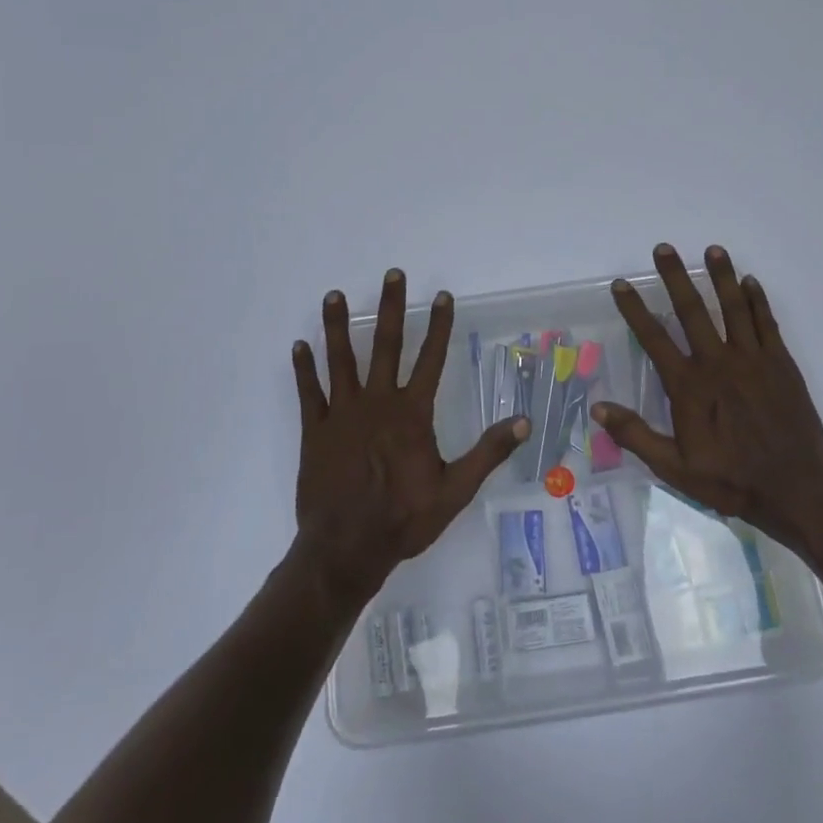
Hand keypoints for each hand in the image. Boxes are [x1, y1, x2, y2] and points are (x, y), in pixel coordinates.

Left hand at [292, 269, 528, 605]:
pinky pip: (308, 392)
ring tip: (334, 295)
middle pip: (386, 345)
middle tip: (392, 274)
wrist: (346, 548)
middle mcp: (377, 403)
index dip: (439, 326)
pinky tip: (299, 345)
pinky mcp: (315, 430)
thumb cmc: (404, 519)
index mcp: (412, 414)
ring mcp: (342, 414)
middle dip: (392, 307)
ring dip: (338, 326)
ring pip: (341, 359)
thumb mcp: (455, 490)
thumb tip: (524, 422)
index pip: (431, 359)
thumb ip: (488, 453)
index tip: (441, 296)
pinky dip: (304, 368)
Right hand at [591, 244, 822, 557]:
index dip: (635, 309)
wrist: (796, 489)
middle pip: (692, 310)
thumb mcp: (674, 468)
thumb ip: (636, 435)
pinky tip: (750, 282)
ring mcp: (753, 360)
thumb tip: (598, 409)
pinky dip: (757, 300)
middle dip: (675, 277)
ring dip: (721, 276)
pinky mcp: (781, 364)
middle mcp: (718, 363)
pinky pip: (766, 323)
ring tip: (713, 249)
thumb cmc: (731, 480)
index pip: (654, 338)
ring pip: (734, 307)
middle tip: (664, 248)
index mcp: (689, 386)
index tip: (622, 284)